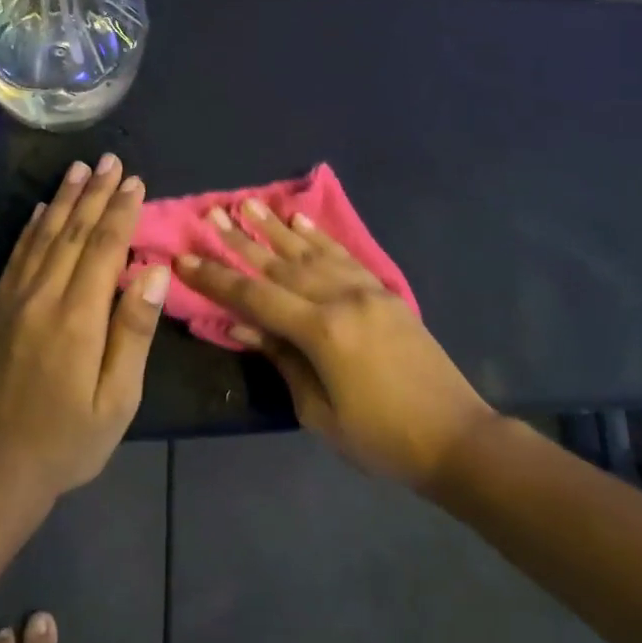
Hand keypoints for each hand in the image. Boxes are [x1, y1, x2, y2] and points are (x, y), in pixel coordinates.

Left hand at [0, 155, 169, 503]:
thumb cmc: (68, 441)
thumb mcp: (117, 399)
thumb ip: (133, 331)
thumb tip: (151, 272)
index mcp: (78, 318)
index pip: (103, 249)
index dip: (121, 212)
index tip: (135, 181)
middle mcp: (42, 298)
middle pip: (72, 233)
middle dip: (94, 194)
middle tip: (110, 160)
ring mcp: (12, 304)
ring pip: (41, 238)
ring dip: (62, 201)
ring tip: (78, 169)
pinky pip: (14, 259)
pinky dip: (29, 230)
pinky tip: (38, 212)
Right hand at [176, 202, 492, 491]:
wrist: (456, 437)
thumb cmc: (381, 438)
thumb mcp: (319, 411)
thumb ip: (282, 359)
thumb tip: (241, 325)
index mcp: (322, 332)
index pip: (255, 298)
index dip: (216, 279)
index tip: (185, 257)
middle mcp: (342, 299)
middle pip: (280, 266)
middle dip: (242, 242)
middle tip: (212, 215)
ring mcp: (368, 291)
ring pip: (312, 253)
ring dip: (277, 229)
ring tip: (249, 204)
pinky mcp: (386, 294)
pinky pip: (346, 257)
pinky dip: (320, 238)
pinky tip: (301, 222)